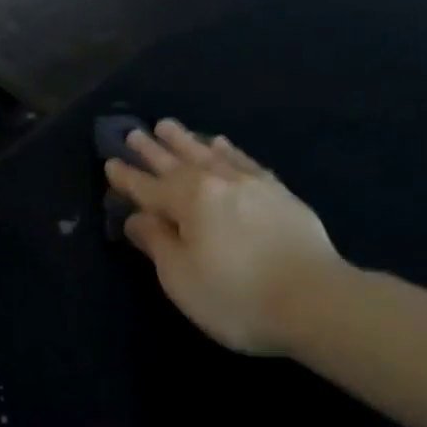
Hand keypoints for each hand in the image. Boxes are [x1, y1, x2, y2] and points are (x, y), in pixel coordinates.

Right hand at [105, 120, 340, 354]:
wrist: (315, 300)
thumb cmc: (237, 297)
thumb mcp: (181, 278)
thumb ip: (157, 243)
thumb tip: (137, 217)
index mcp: (189, 202)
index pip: (149, 188)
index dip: (128, 178)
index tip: (110, 162)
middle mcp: (218, 183)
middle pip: (177, 163)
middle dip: (153, 151)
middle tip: (134, 134)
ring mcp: (251, 184)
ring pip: (210, 154)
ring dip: (186, 141)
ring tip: (169, 125)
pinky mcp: (279, 192)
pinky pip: (245, 161)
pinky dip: (228, 150)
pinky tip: (221, 143)